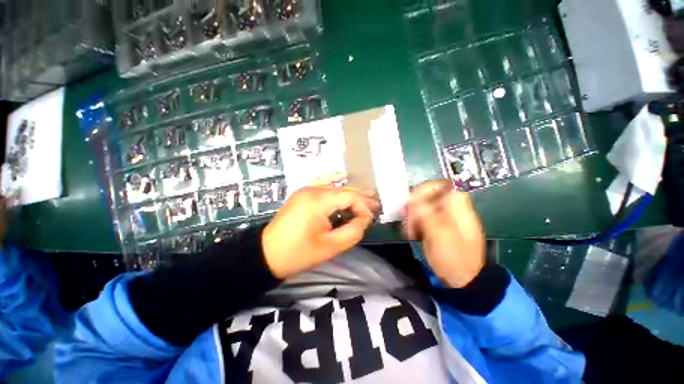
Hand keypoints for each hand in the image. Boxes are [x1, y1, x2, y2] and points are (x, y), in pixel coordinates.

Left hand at [262, 175, 378, 278]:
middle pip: (344, 189)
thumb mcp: (330, 247)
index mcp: (319, 200)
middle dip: (361, 198)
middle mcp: (313, 189)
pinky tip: (343, 176)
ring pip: (335, 186)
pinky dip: (335, 182)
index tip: (370, 220)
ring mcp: (306, 189)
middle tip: (377, 204)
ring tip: (368, 195)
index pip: (350, 196)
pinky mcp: (302, 194)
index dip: (363, 207)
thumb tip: (365, 218)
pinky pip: (322, 184)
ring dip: (351, 191)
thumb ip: (353, 231)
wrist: (266, 254)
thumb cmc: (298, 253)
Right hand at [404, 180, 485, 287]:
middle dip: (413, 208)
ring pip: (420, 207)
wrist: (463, 279)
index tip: (409, 203)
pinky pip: (420, 217)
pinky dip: (413, 223)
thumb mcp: (440, 234)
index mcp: (457, 205)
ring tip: (408, 231)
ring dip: (411, 217)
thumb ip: (425, 214)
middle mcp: (449, 207)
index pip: (437, 185)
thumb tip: (412, 199)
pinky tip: (411, 234)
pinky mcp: (435, 225)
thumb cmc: (454, 256)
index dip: (421, 191)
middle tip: (407, 221)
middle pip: (426, 197)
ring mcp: (442, 216)